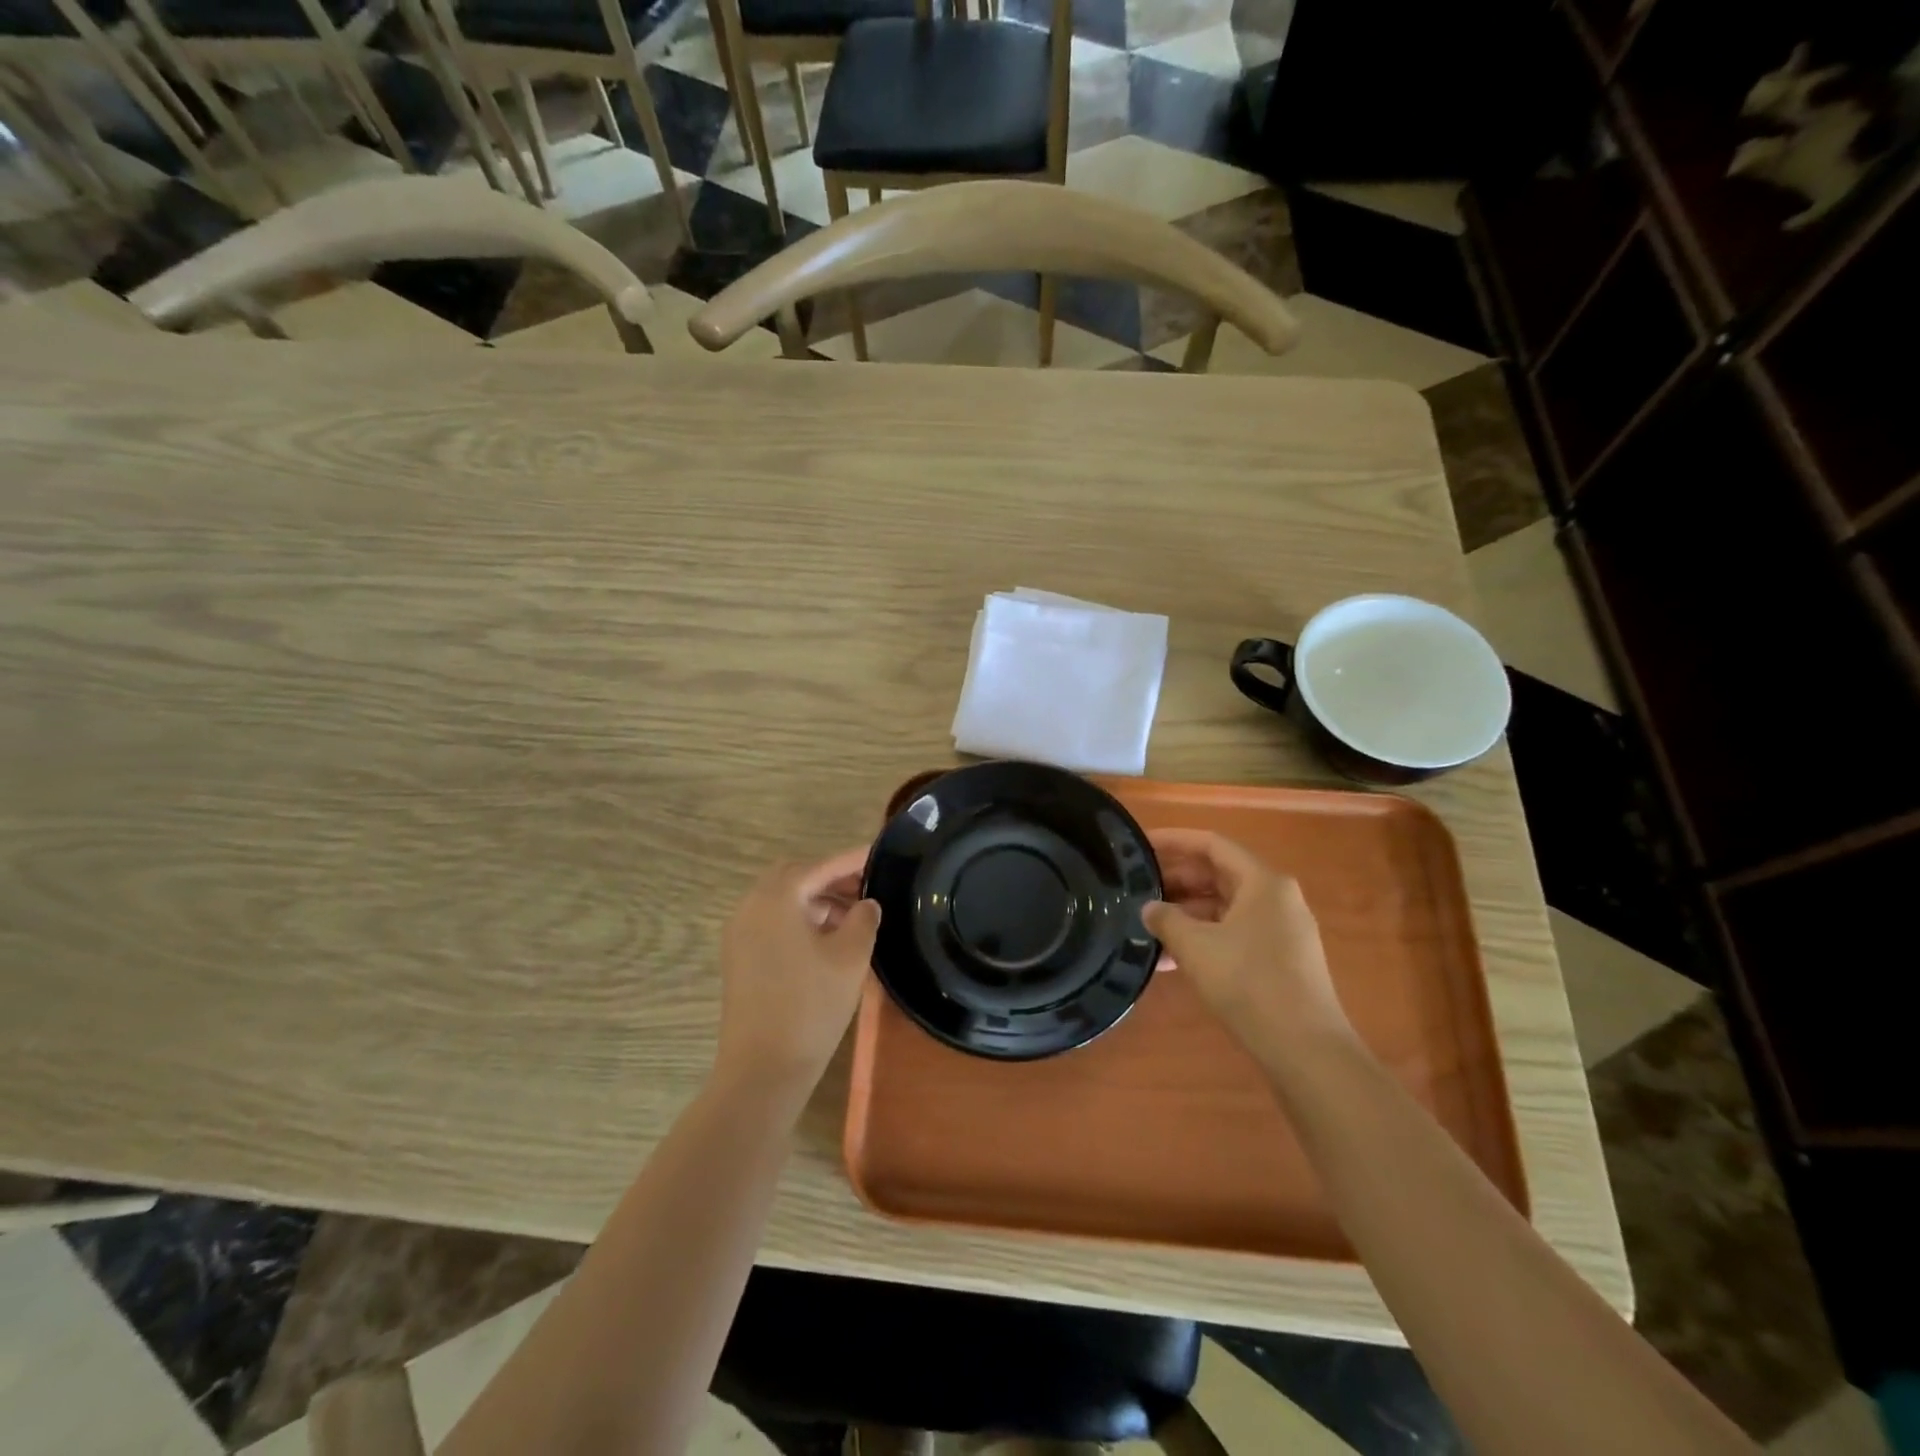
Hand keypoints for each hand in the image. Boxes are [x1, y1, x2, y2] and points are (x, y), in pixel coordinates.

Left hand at [714, 849, 880, 1107]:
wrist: (762, 1069)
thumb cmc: (811, 1006)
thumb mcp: (850, 957)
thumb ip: (863, 919)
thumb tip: (866, 904)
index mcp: (776, 898)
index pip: (820, 866)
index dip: (852, 859)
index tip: (878, 853)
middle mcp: (751, 906)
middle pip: (795, 877)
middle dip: (831, 878)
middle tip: (867, 888)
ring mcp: (740, 933)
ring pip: (782, 900)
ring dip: (816, 900)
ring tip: (854, 917)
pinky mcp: (739, 958)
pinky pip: (772, 922)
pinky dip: (800, 919)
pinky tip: (828, 939)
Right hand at [1144, 829, 1352, 1060]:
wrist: (1306, 1050)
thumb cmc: (1249, 983)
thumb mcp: (1195, 947)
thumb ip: (1166, 919)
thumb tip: (1149, 908)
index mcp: (1263, 882)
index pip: (1212, 844)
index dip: (1174, 840)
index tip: (1140, 845)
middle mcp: (1277, 898)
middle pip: (1219, 874)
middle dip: (1176, 880)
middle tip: (1137, 886)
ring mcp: (1282, 930)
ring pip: (1225, 907)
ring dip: (1186, 913)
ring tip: (1147, 924)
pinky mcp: (1281, 959)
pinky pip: (1234, 933)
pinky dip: (1204, 937)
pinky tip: (1171, 959)